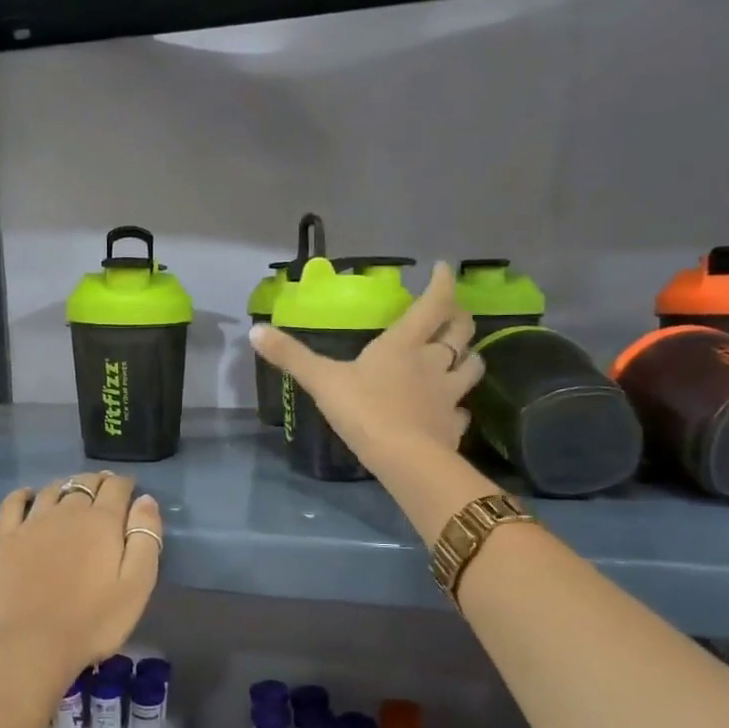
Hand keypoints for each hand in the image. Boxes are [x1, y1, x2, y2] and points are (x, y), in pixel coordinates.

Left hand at [0, 472, 162, 699]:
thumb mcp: (137, 585)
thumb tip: (145, 499)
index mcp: (102, 521)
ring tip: (74, 495)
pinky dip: (25, 494)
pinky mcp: (7, 538)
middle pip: (85, 482)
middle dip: (99, 483)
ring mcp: (33, 522)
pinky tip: (30, 497)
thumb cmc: (93, 621)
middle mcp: (67, 511)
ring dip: (68, 486)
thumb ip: (145, 537)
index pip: (117, 486)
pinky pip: (14, 502)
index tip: (131, 492)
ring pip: (53, 489)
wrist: (32, 645)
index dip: (126, 484)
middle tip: (106, 493)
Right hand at [249, 260, 483, 469]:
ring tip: (461, 355)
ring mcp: (449, 394)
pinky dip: (459, 404)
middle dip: (460, 317)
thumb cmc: (364, 410)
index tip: (442, 269)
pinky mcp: (454, 424)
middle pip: (461, 331)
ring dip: (469, 356)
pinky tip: (451, 408)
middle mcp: (434, 362)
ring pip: (473, 366)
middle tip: (451, 312)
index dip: (441, 283)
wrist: (403, 459)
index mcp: (404, 344)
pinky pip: (463, 409)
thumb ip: (291, 355)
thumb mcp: (322, 379)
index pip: (433, 304)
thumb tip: (255, 330)